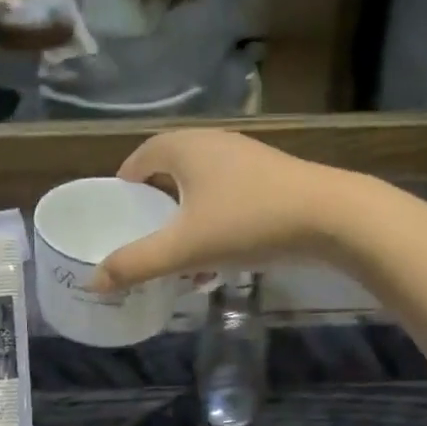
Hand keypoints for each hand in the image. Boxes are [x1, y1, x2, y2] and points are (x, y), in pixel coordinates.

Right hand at [94, 131, 350, 288]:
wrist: (332, 217)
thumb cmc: (249, 222)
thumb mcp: (185, 248)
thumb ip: (136, 264)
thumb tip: (93, 282)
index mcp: (185, 147)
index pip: (140, 157)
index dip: (124, 185)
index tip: (117, 216)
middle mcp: (214, 143)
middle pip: (170, 172)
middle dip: (155, 206)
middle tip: (145, 237)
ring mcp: (247, 159)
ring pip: (202, 188)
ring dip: (187, 219)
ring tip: (181, 255)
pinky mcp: (273, 179)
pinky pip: (229, 198)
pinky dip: (216, 223)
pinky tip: (221, 258)